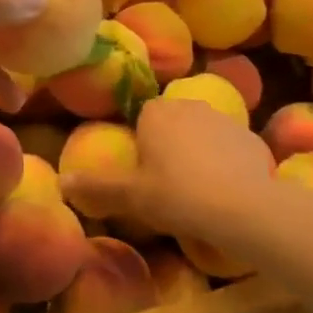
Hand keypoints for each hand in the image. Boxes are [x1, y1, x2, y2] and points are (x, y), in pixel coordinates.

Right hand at [61, 96, 279, 245]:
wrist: (245, 207)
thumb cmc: (178, 195)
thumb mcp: (131, 196)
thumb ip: (96, 187)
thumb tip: (61, 181)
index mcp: (156, 112)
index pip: (141, 118)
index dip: (141, 145)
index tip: (144, 174)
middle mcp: (189, 105)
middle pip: (172, 123)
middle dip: (169, 146)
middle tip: (167, 185)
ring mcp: (224, 118)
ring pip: (202, 134)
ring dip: (198, 153)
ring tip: (198, 191)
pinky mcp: (251, 137)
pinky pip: (229, 148)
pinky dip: (226, 163)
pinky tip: (226, 191)